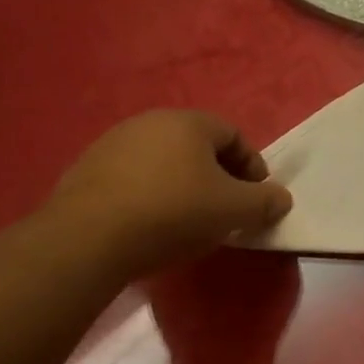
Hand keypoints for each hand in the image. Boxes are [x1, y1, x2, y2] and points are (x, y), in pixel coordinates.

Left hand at [46, 110, 292, 277]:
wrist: (86, 240)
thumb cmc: (174, 213)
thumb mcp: (235, 210)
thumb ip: (266, 201)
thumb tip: (280, 198)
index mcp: (188, 122)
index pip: (234, 135)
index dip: (252, 166)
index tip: (255, 198)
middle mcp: (148, 123)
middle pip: (197, 147)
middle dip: (217, 176)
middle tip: (225, 209)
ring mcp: (110, 145)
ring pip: (163, 162)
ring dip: (182, 186)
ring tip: (188, 221)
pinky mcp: (83, 172)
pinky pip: (132, 180)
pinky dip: (149, 196)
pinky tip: (150, 226)